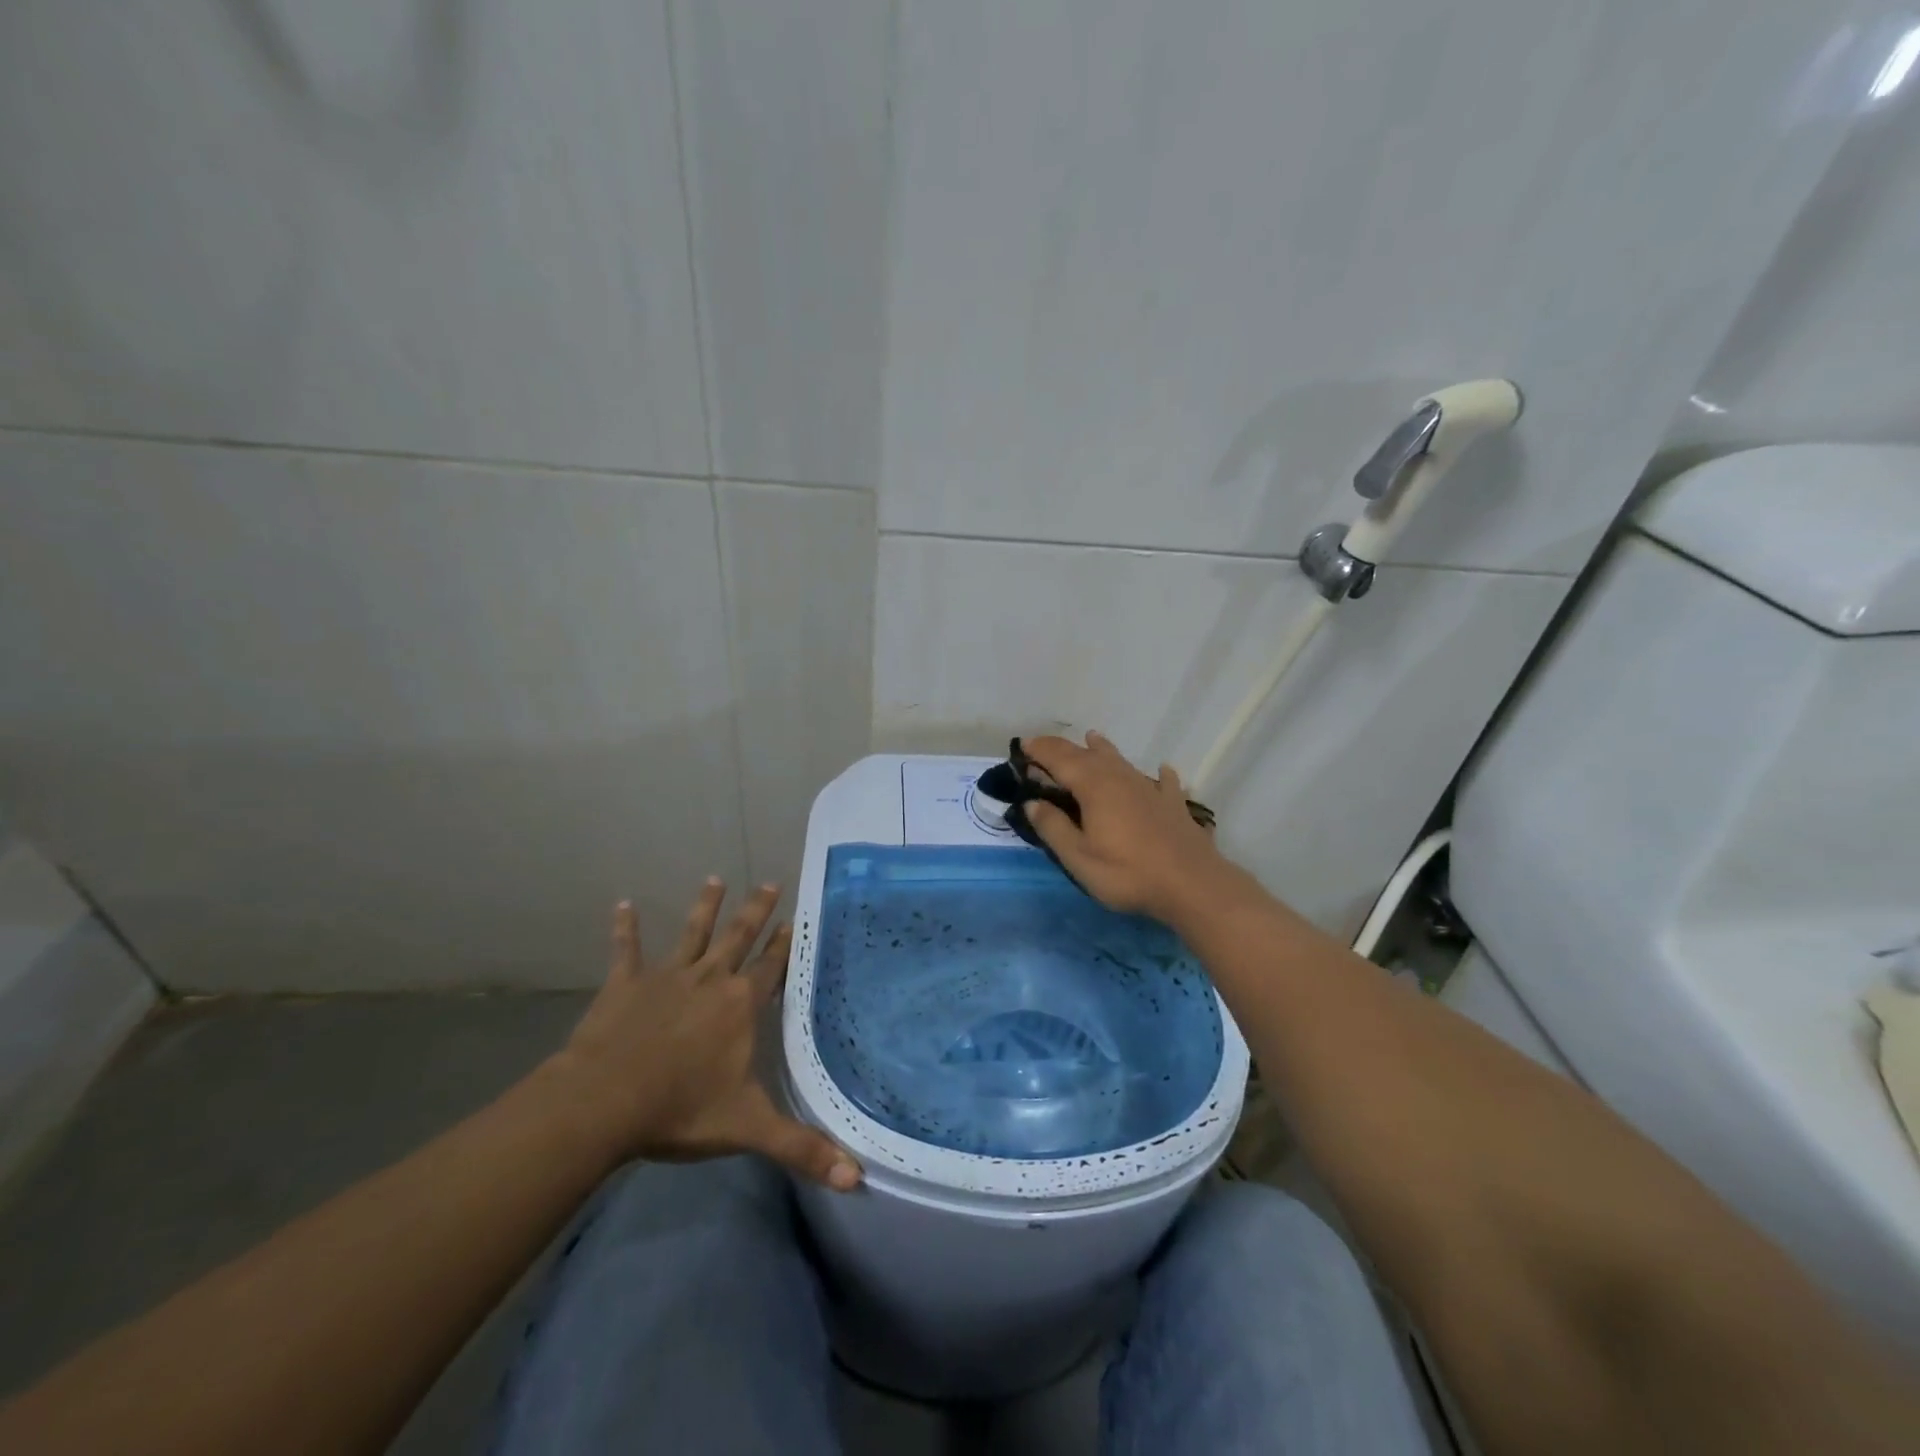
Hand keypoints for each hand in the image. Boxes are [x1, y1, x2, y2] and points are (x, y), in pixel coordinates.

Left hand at [547, 881, 861, 1190]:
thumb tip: (856, 1178)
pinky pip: (626, 950)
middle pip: (739, 937)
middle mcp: (710, 979)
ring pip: (691, 933)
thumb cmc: (680, 1110)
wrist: (604, 1102)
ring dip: (704, 907)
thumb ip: (800, 1149)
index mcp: (740, 1005)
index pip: (771, 967)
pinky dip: (624, 929)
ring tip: (714, 879)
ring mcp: (666, 977)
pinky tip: (620, 904)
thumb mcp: (747, 1128)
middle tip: (768, 882)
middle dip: (756, 910)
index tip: (795, 920)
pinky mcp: (625, 984)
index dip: (785, 945)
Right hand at [1020, 731, 1232, 922]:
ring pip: (1121, 760)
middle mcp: (1120, 777)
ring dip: (1102, 749)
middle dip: (1062, 748)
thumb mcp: (1079, 857)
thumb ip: (1053, 827)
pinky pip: (1162, 781)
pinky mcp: (1173, 804)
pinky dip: (1157, 773)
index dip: (1039, 751)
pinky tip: (1163, 770)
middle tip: (1043, 746)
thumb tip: (1032, 803)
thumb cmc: (1127, 873)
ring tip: (1092, 738)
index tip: (1022, 746)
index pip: (1059, 759)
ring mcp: (1150, 788)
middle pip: (1087, 755)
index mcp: (1093, 786)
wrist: (1191, 884)